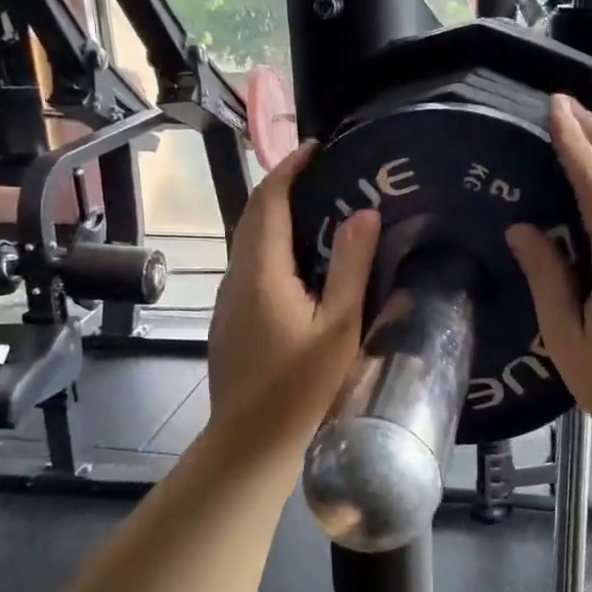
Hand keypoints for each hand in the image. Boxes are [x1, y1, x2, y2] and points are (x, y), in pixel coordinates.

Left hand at [207, 143, 379, 446]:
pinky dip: (273, 247)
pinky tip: (301, 264)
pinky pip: (249, 266)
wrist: (249, 443)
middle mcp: (236, 277)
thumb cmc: (301, 388)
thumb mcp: (339, 327)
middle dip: (284, 187)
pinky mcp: (230, 319)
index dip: (289, 168)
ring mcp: (227, 300)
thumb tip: (363, 212)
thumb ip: (351, 266)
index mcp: (261, 272)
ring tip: (320, 211)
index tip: (317, 148)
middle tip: (325, 176)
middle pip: (253, 216)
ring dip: (277, 217)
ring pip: (248, 242)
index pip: (268, 201)